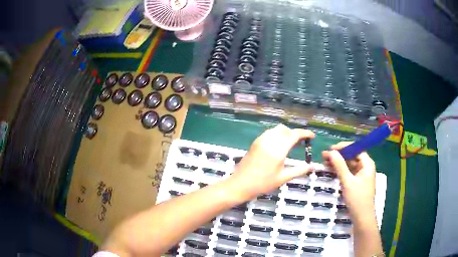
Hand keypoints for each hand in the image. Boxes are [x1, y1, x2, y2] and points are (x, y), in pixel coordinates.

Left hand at [228, 124, 314, 200]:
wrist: (240, 185)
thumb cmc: (262, 184)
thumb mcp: (283, 178)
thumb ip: (299, 170)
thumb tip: (313, 166)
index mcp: (278, 151)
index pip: (294, 135)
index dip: (305, 133)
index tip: (312, 136)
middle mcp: (269, 142)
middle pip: (285, 130)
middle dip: (295, 133)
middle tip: (301, 143)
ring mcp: (260, 141)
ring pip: (276, 130)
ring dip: (286, 133)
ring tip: (291, 144)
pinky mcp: (255, 143)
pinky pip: (269, 133)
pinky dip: (277, 135)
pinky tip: (279, 145)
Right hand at [322, 142, 375, 222]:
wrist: (362, 218)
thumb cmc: (357, 199)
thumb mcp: (347, 182)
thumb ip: (340, 166)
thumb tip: (331, 151)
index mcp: (367, 164)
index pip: (356, 149)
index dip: (343, 147)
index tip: (331, 149)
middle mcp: (365, 167)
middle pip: (352, 156)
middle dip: (339, 155)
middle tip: (324, 156)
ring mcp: (361, 174)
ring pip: (349, 164)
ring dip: (338, 162)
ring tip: (325, 162)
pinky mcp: (357, 182)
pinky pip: (348, 172)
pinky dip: (340, 170)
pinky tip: (331, 170)